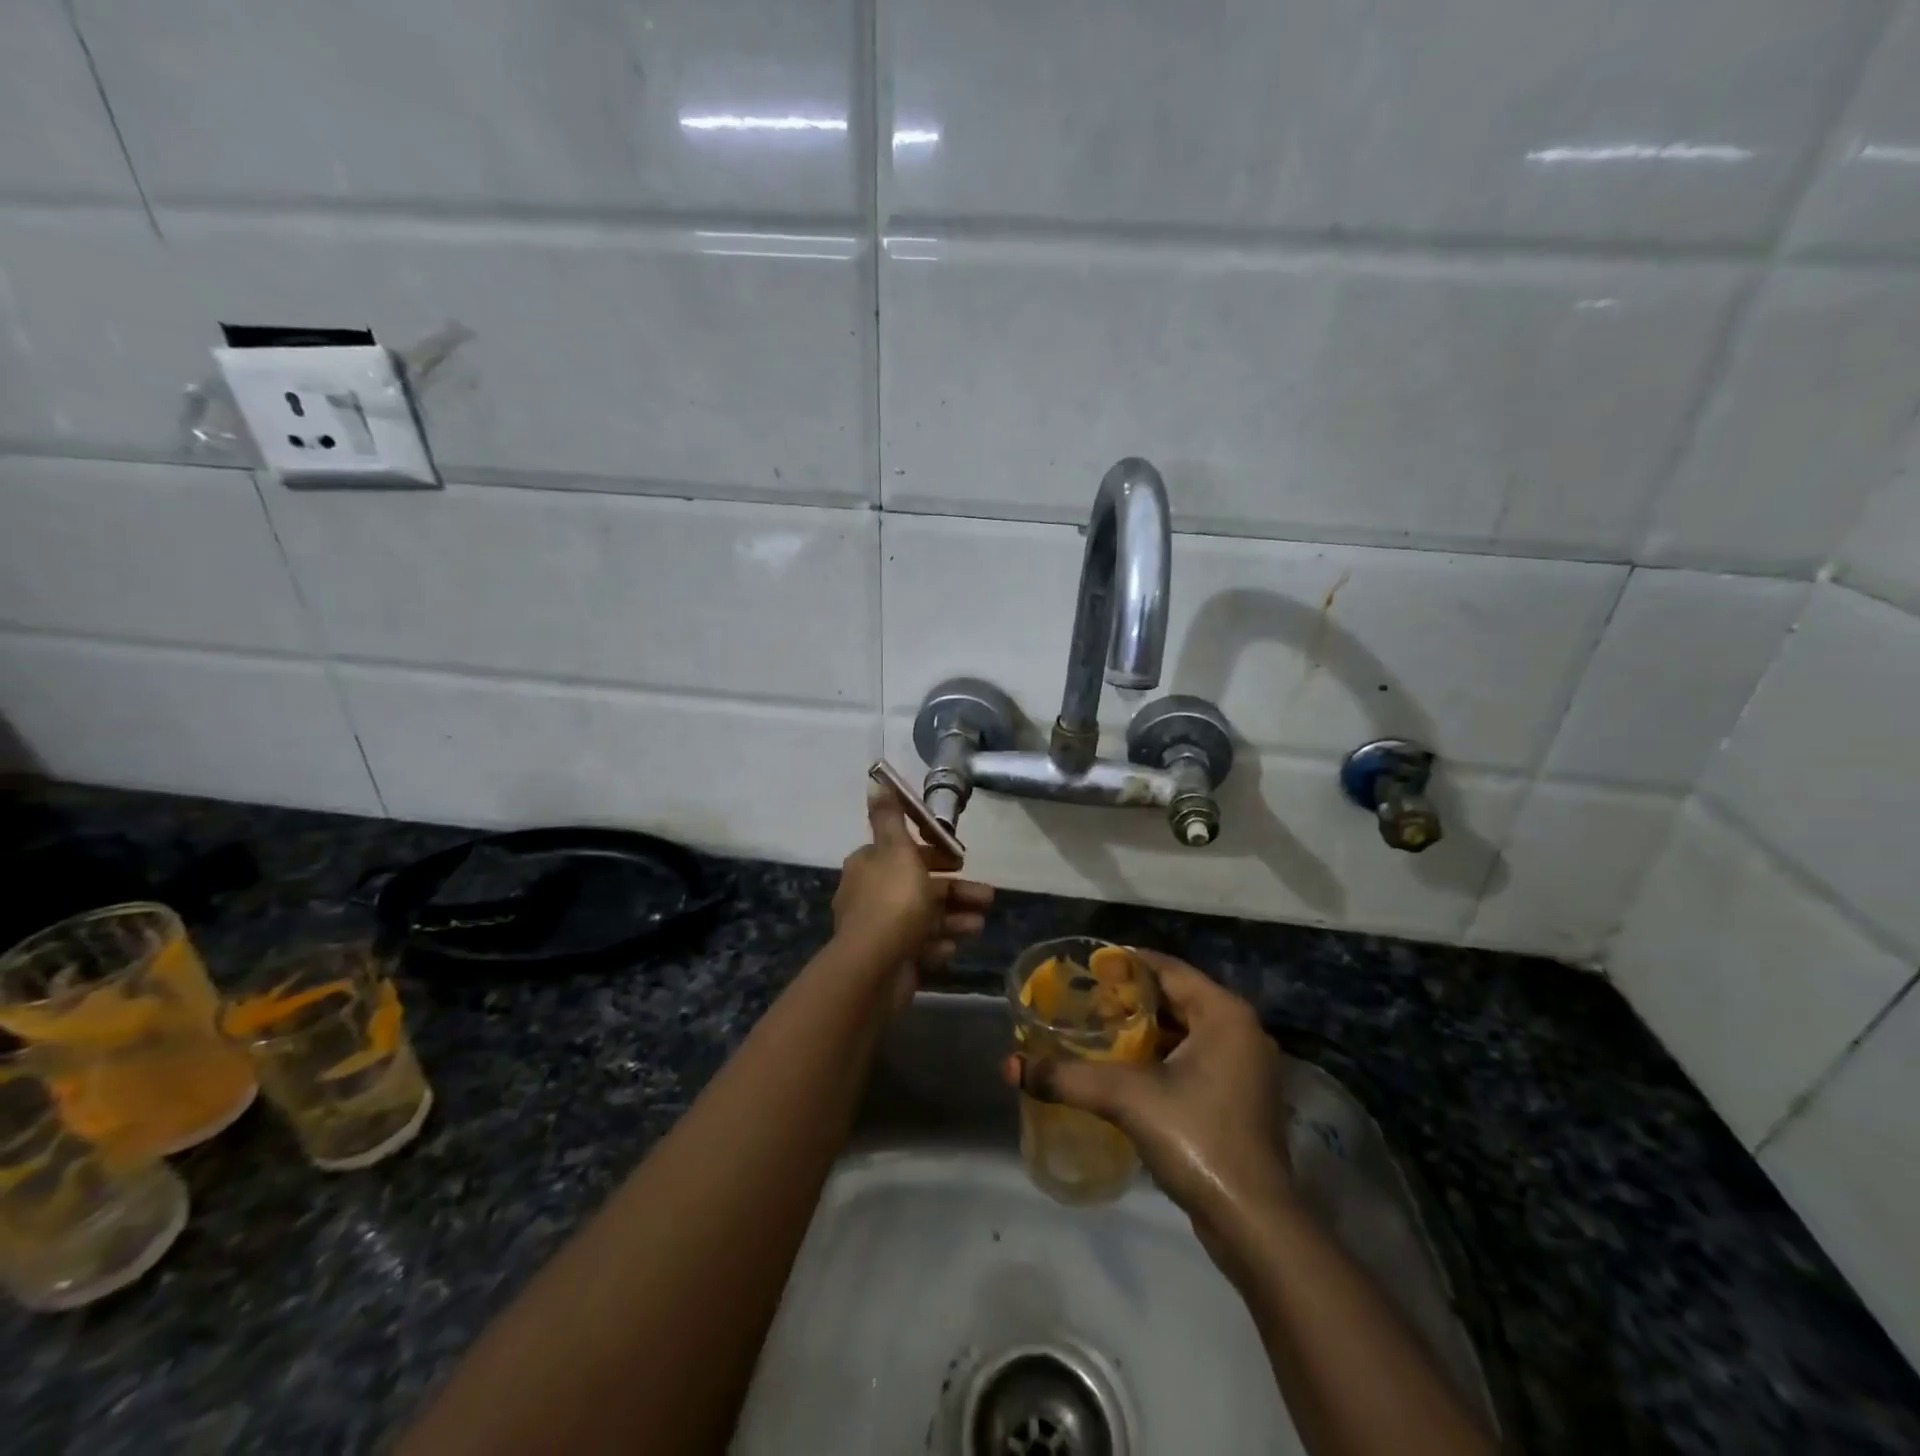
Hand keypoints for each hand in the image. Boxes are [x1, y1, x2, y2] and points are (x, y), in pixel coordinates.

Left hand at [833, 786, 993, 984]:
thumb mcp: (896, 850)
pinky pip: (919, 944)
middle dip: (955, 890)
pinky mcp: (890, 958)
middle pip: (919, 885)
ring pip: (924, 916)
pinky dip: (939, 942)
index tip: (960, 860)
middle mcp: (870, 894)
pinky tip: (955, 945)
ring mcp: (879, 929)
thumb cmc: (892, 902)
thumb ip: (890, 817)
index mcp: (869, 865)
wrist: (873, 969)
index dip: (933, 853)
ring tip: (980, 924)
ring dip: (954, 917)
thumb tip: (874, 780)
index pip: (904, 852)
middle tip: (987, 896)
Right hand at [1005, 951, 1291, 1251]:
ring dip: (1143, 1030)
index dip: (1123, 965)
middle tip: (1084, 1001)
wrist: (1254, 1223)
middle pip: (1174, 997)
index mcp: (1224, 1013)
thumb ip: (1068, 1078)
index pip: (1165, 968)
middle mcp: (1240, 1030)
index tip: (1084, 971)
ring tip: (1096, 1031)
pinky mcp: (1240, 1098)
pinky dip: (1160, 1056)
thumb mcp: (1126, 1098)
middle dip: (1129, 999)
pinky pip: (1193, 1057)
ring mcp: (1245, 1066)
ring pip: (1184, 1030)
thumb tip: (1011, 1067)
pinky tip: (1124, 1069)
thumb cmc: (1198, 1138)